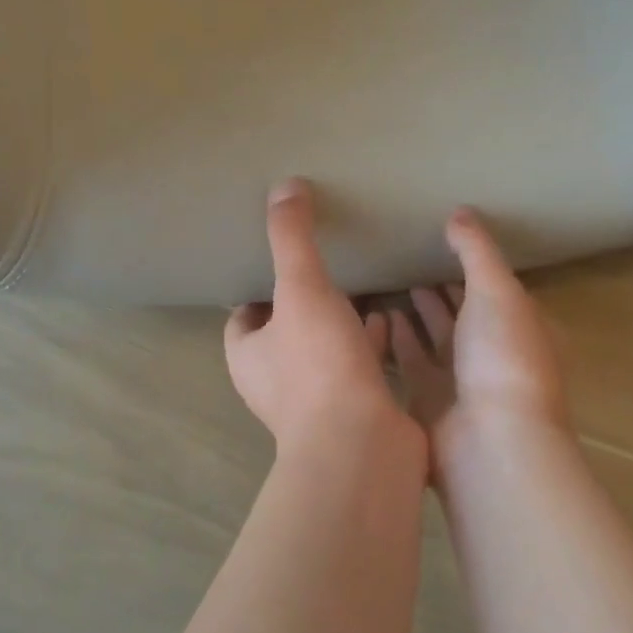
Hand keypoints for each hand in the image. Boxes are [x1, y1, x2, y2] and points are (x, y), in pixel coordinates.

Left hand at [226, 180, 420, 455]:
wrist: (363, 446)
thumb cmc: (320, 366)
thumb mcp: (301, 289)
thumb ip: (291, 238)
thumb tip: (284, 186)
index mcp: (248, 356)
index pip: (242, 316)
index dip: (258, 289)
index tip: (282, 262)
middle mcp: (274, 382)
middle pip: (284, 332)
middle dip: (302, 304)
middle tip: (327, 268)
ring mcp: (315, 402)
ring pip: (322, 352)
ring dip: (337, 324)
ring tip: (361, 286)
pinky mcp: (354, 412)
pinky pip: (357, 368)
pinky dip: (369, 345)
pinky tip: (390, 319)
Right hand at [389, 208, 569, 467]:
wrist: (489, 442)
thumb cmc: (503, 358)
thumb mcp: (497, 291)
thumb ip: (476, 250)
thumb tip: (459, 212)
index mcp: (521, 328)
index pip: (496, 288)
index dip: (473, 264)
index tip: (442, 238)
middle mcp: (492, 354)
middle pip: (463, 313)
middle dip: (442, 288)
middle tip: (408, 256)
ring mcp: (461, 381)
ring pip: (434, 338)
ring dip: (416, 313)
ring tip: (388, 280)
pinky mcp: (428, 401)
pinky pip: (409, 362)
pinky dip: (396, 340)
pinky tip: (376, 315)